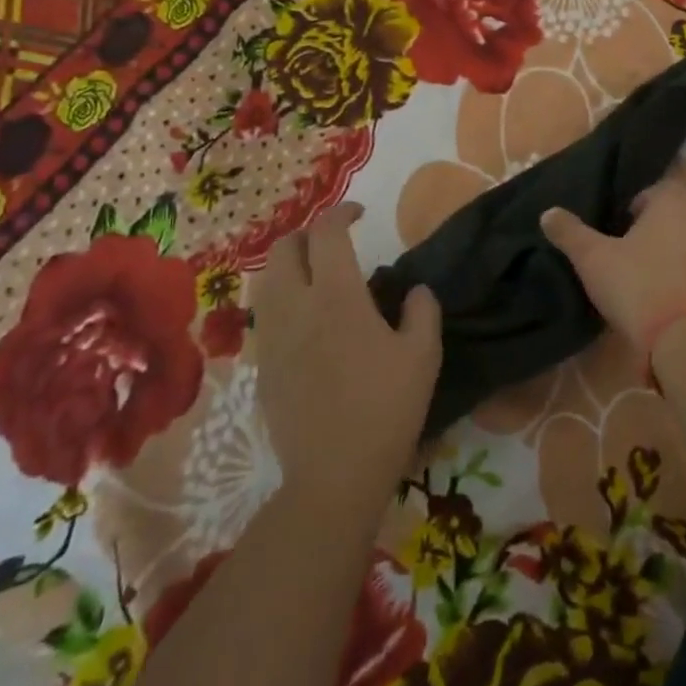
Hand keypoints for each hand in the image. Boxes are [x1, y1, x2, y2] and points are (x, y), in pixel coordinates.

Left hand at [249, 203, 440, 502]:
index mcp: (337, 297)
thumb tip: (414, 290)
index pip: (327, 233)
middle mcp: (296, 307)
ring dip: (290, 265)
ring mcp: (272, 337)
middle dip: (308, 234)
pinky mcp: (262, 365)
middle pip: (283, 248)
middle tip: (336, 244)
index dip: (341, 212)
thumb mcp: (424, 355)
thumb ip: (422, 311)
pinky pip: (265, 314)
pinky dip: (282, 298)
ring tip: (319, 278)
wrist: (336, 473)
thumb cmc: (387, 408)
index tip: (360, 213)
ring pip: (266, 280)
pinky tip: (307, 321)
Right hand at [539, 174, 685, 362]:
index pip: (658, 187)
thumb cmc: (641, 289)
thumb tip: (548, 212)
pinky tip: (670, 305)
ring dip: (674, 257)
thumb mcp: (594, 261)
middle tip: (627, 254)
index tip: (617, 226)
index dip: (636, 203)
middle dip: (655, 231)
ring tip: (647, 282)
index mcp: (674, 205)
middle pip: (677, 216)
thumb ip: (571, 234)